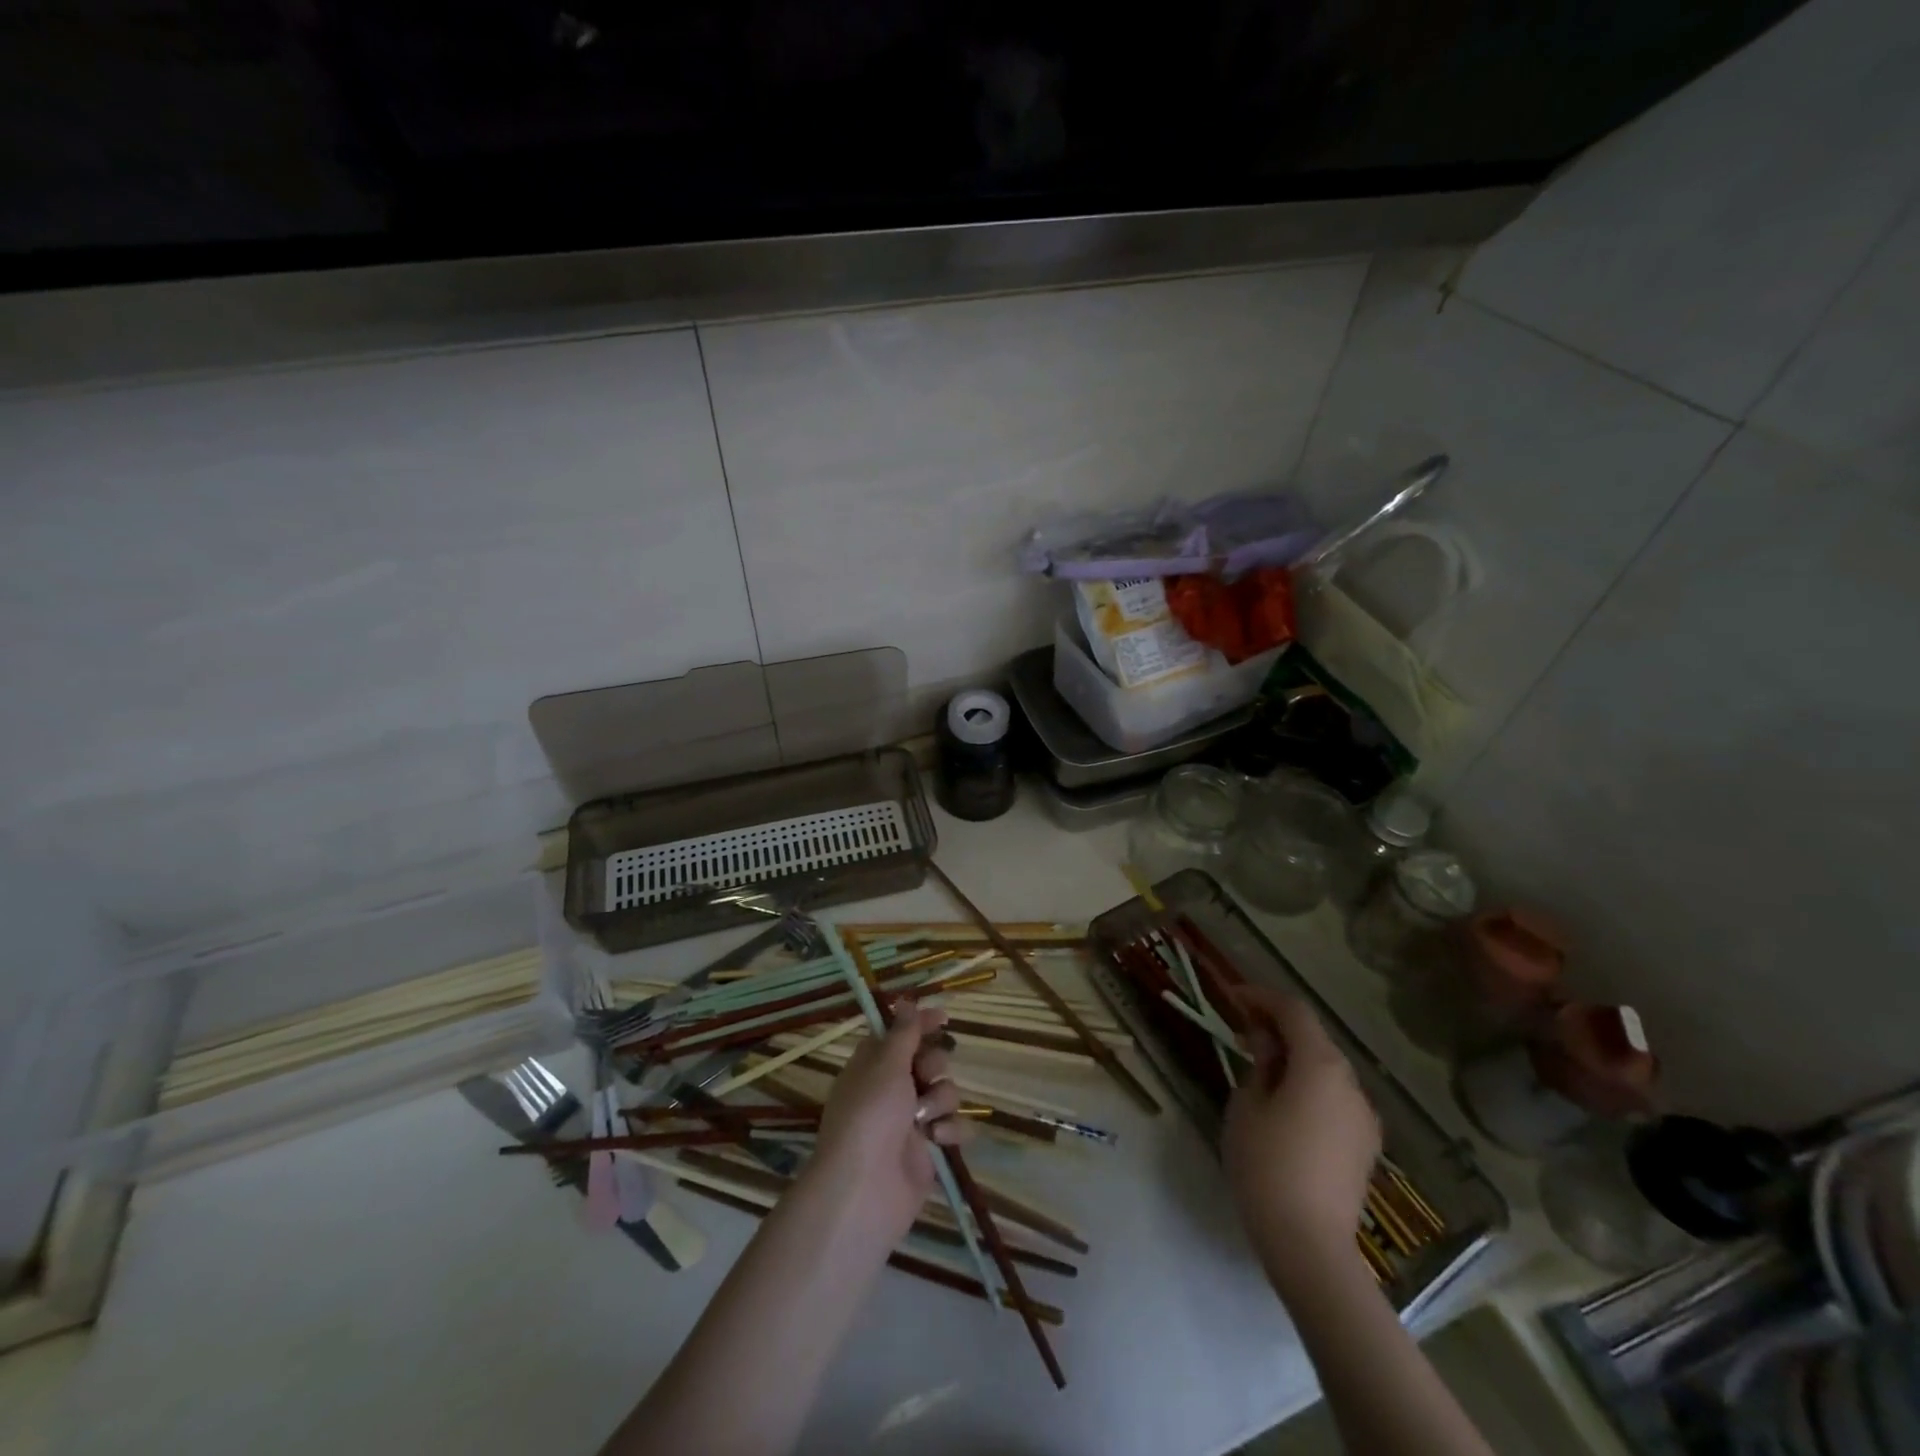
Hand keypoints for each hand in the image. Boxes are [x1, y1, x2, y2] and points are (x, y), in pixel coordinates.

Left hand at [811, 1007, 969, 1245]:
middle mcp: (891, 1091)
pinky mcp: (928, 1150)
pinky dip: (951, 1130)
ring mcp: (910, 1122)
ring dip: (941, 1100)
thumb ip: (903, 1034)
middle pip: (928, 1061)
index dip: (920, 1024)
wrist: (866, 1190)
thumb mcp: (886, 1065)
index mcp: (873, 1067)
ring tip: (926, 1119)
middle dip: (934, 1065)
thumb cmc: (870, 1116)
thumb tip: (905, 1001)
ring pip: (944, 1093)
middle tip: (925, 1076)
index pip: (900, 1035)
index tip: (943, 1018)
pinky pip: (954, 1127)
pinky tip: (939, 1138)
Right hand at [1221, 986, 1379, 1285]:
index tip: (1232, 997)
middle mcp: (1351, 1084)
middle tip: (1241, 1031)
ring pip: (1326, 1069)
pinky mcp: (1364, 1146)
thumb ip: (1259, 1066)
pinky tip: (1284, 1103)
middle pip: (1314, 1038)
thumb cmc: (1267, 1165)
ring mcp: (1363, 1117)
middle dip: (1278, 1027)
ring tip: (1259, 1067)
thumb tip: (1268, 1048)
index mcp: (1322, 1066)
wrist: (1309, 1245)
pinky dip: (1309, 1086)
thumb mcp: (1247, 1105)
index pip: (1293, 1011)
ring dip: (1294, 1057)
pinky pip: (1334, 1098)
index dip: (1262, 997)